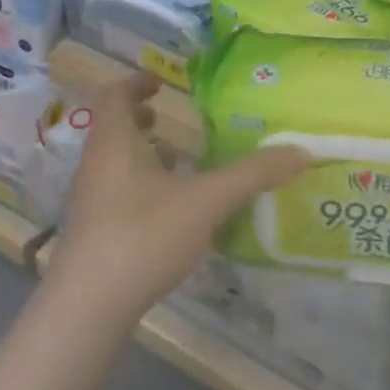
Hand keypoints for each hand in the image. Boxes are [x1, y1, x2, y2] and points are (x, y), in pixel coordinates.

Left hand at [46, 73, 310, 327]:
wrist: (88, 308)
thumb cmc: (143, 236)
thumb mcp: (207, 200)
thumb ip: (253, 174)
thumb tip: (301, 151)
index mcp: (114, 144)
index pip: (114, 96)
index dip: (136, 83)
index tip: (161, 81)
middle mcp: (95, 166)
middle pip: (112, 129)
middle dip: (140, 119)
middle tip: (168, 117)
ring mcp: (89, 203)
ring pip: (113, 164)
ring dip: (141, 154)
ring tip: (176, 161)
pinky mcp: (92, 235)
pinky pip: (116, 194)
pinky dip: (141, 186)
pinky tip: (169, 210)